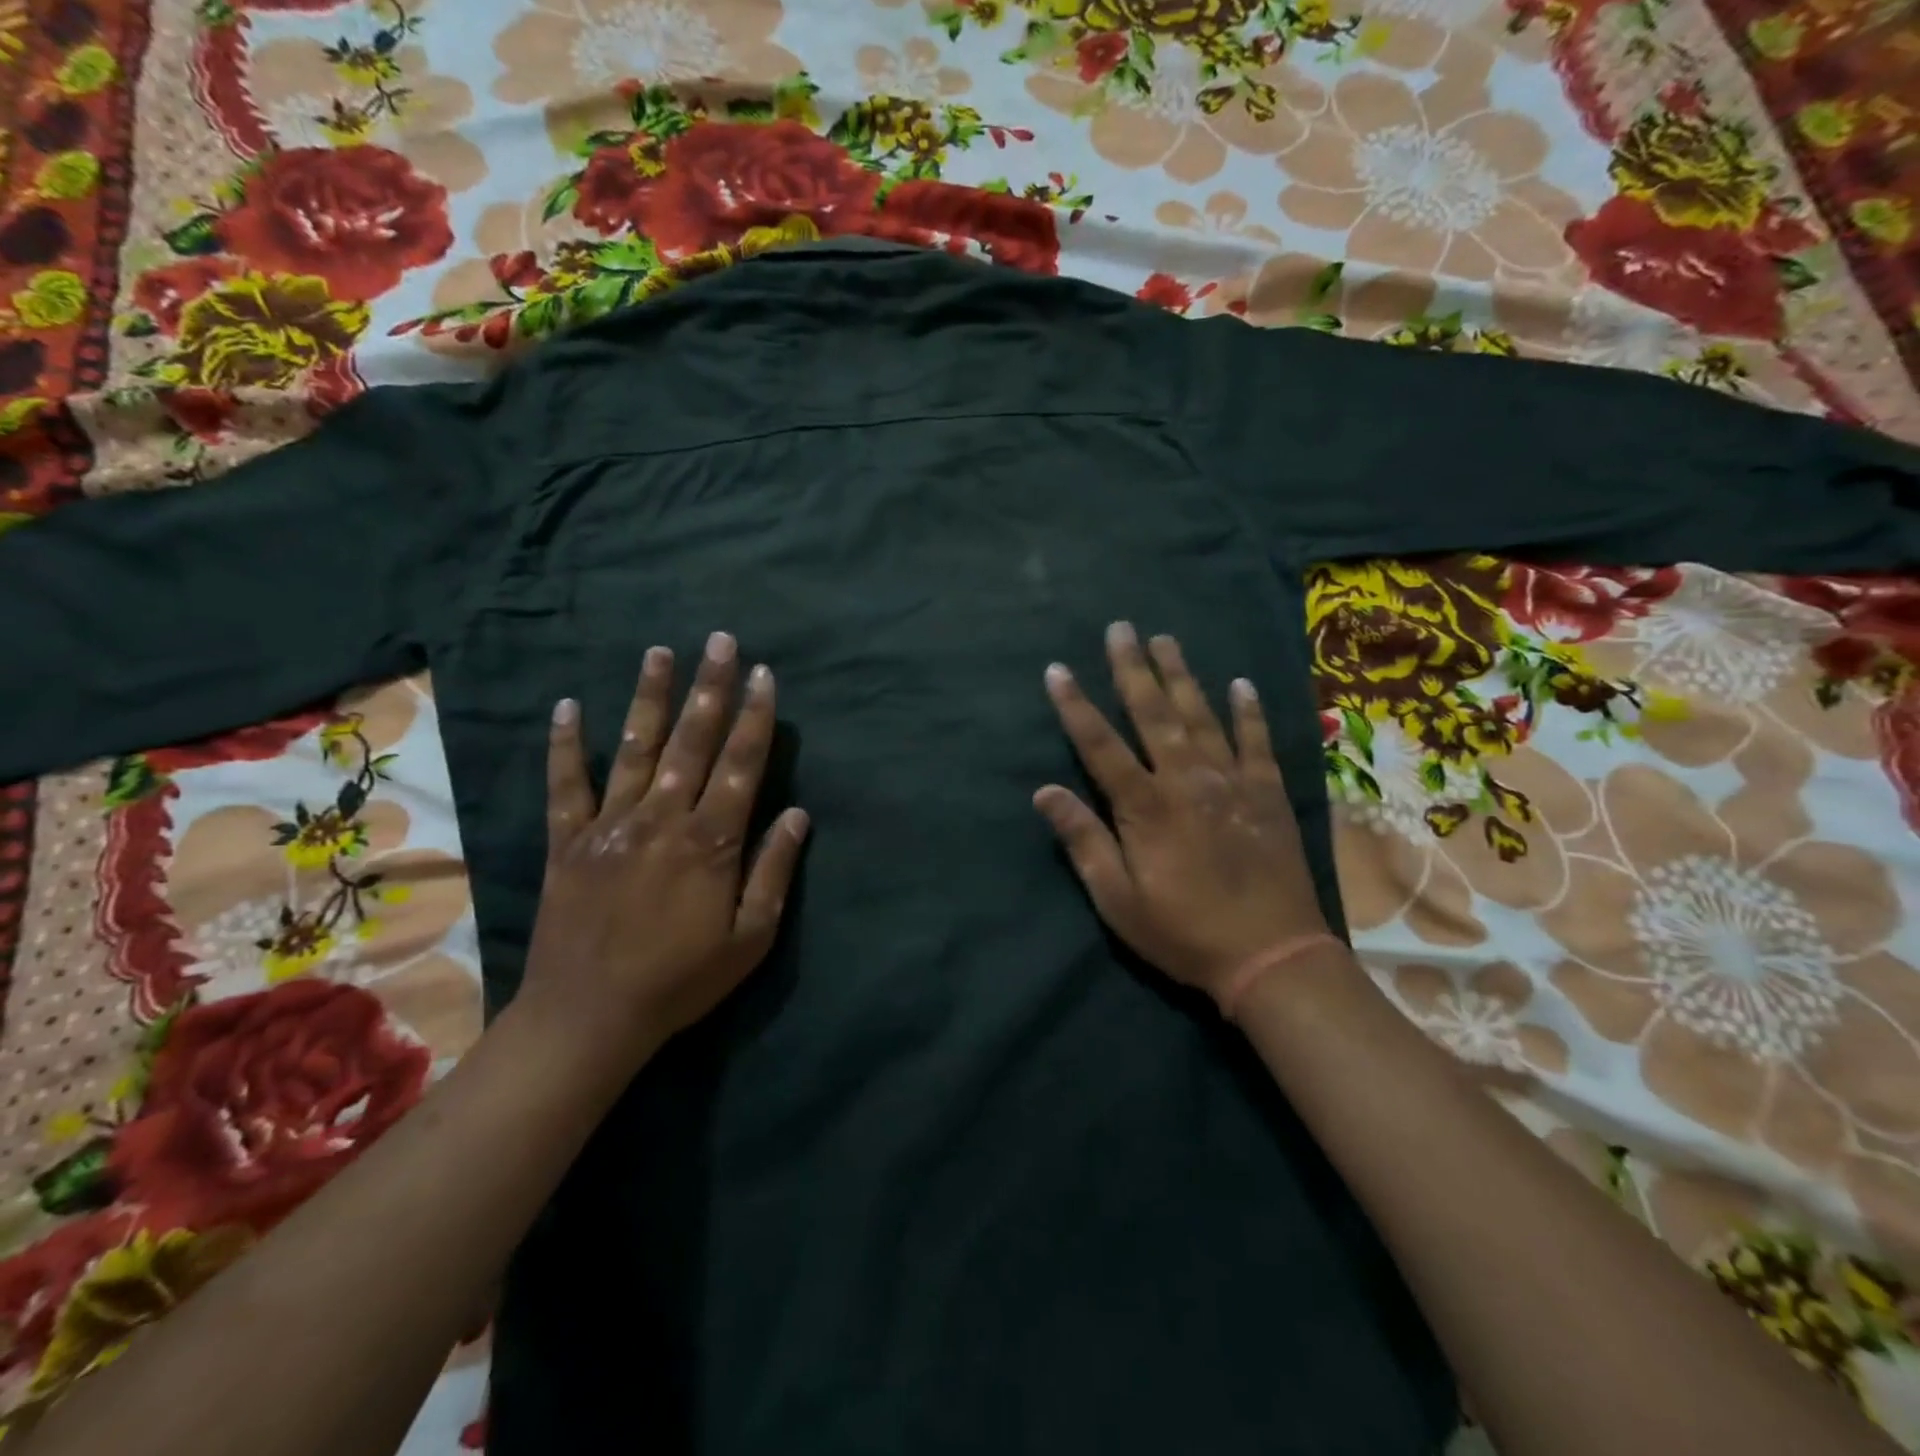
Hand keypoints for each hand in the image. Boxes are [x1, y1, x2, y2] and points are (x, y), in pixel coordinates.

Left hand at [521, 631, 808, 1068]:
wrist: (589, 1017)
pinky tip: (567, 707)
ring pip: (634, 748)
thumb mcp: (751, 938)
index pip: (741, 764)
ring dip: (649, 698)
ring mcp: (610, 825)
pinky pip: (566, 785)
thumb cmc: (682, 980)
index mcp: (711, 842)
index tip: (764, 674)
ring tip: (659, 652)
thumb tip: (798, 814)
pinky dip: (566, 746)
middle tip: (720, 640)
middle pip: (692, 742)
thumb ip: (774, 871)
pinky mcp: (568, 841)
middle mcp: (662, 818)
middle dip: (710, 687)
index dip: (755, 717)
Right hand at [1033, 623, 1329, 1010]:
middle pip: (1153, 714)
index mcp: (1145, 807)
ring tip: (1165, 639)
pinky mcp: (1268, 794)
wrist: (1272, 957)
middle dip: (1132, 669)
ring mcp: (1232, 783)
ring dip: (1181, 675)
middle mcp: (1187, 781)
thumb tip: (1044, 792)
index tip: (1057, 670)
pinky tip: (1239, 683)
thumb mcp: (1118, 900)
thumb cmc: (1184, 932)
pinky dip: (1248, 711)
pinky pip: (1257, 741)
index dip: (1075, 706)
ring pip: (1201, 715)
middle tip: (1120, 628)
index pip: (1100, 745)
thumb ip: (1083, 841)